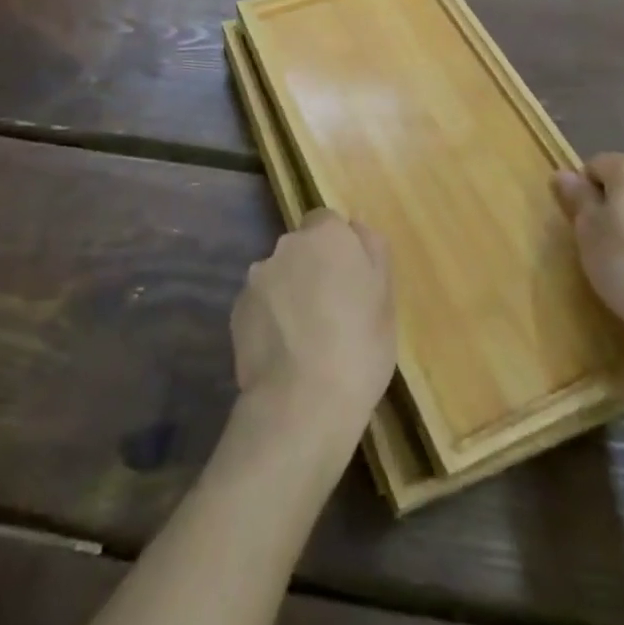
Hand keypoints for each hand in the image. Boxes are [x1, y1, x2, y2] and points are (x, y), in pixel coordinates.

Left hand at [231, 210, 395, 447]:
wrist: (302, 403)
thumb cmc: (359, 346)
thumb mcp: (386, 298)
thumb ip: (372, 252)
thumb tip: (357, 228)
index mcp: (326, 235)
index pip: (328, 221)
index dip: (339, 248)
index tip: (350, 280)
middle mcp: (286, 244)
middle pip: (301, 248)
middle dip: (312, 268)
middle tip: (332, 311)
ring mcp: (257, 277)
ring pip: (279, 276)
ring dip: (289, 293)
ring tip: (306, 339)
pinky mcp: (237, 310)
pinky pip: (261, 305)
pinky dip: (271, 319)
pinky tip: (284, 352)